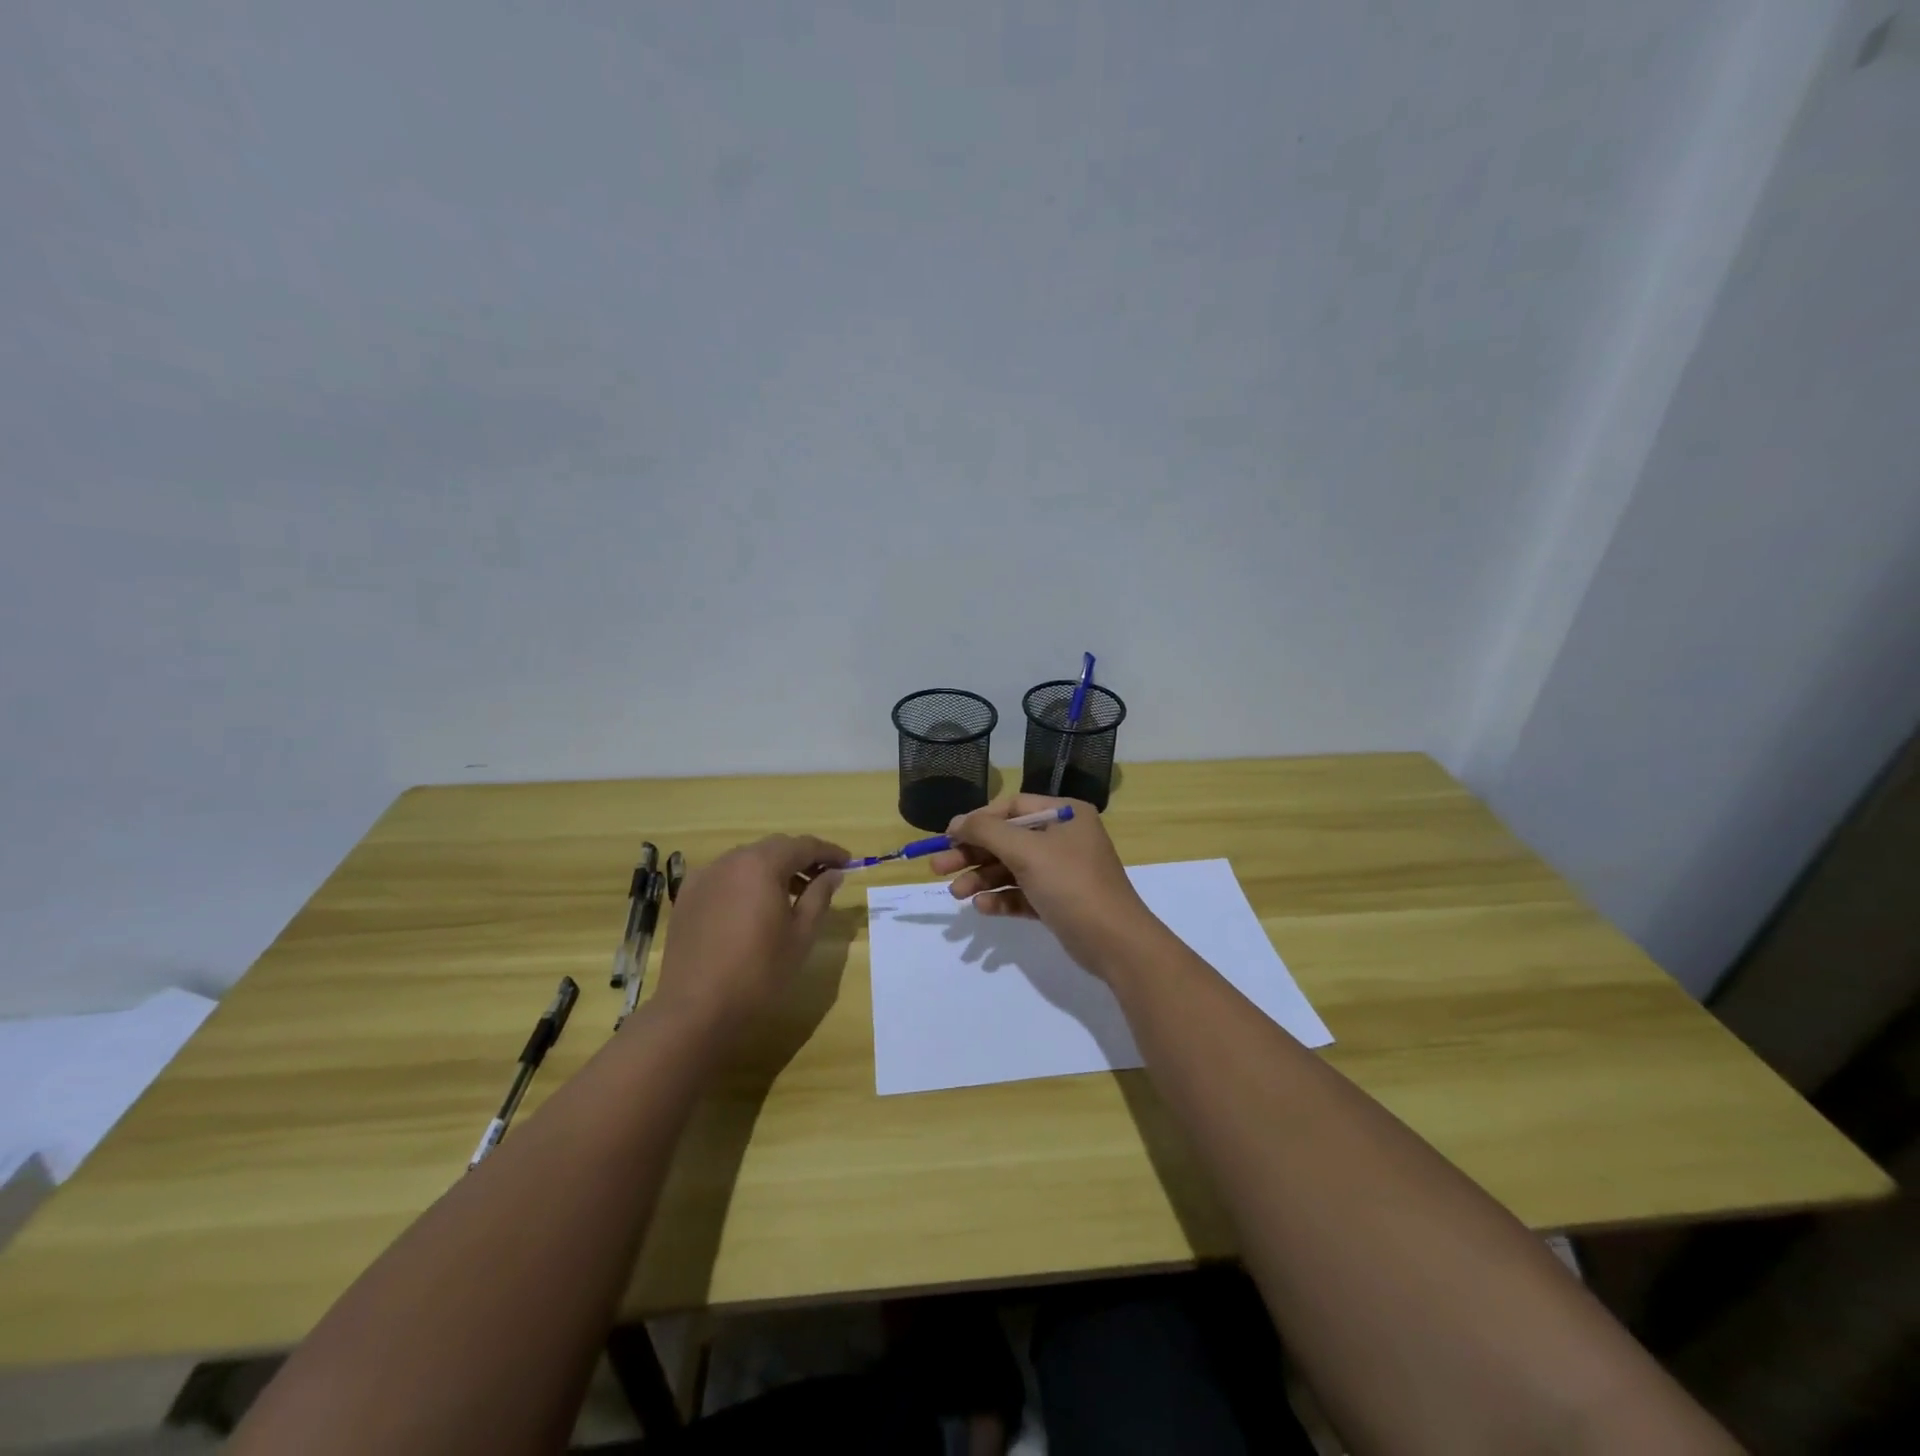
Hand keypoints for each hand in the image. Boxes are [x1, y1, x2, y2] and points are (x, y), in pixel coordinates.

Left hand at [652, 835, 846, 1034]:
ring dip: (772, 870)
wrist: (696, 1009)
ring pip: (746, 861)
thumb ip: (819, 896)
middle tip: (822, 878)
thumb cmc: (759, 972)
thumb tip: (833, 874)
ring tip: (791, 895)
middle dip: (800, 858)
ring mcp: (704, 877)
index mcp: (761, 865)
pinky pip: (724, 877)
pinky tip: (753, 908)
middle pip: (773, 848)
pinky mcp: (687, 897)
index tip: (848, 862)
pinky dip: (745, 882)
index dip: (828, 852)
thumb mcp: (801, 934)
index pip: (803, 846)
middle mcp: (730, 860)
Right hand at [926, 795, 1154, 976]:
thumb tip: (956, 822)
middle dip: (973, 854)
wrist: (1116, 943)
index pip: (1012, 807)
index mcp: (1065, 814)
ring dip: (982, 879)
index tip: (948, 837)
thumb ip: (987, 831)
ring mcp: (1062, 871)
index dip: (978, 820)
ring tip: (956, 894)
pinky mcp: (1058, 901)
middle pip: (1007, 839)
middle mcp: (1064, 838)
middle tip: (938, 868)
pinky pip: (1022, 893)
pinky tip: (982, 908)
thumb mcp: (1027, 852)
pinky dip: (1002, 898)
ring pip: (1011, 869)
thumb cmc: (1072, 885)